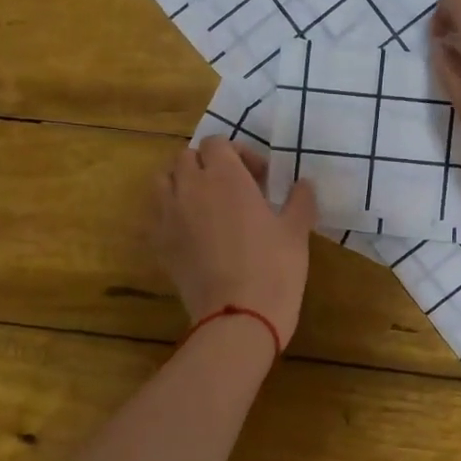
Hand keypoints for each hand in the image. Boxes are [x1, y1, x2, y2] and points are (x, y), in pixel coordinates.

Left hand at [151, 137, 316, 346]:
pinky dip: (171, 213)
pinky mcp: (159, 244)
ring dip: (183, 183)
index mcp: (225, 176)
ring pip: (164, 181)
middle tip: (234, 189)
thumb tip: (303, 184)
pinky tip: (193, 233)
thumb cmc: (274, 268)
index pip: (218, 143)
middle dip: (208, 166)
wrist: (238, 316)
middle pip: (187, 158)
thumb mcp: (296, 231)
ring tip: (206, 205)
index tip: (260, 178)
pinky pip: (157, 214)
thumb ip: (300, 199)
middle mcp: (191, 187)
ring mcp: (169, 215)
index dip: (238, 154)